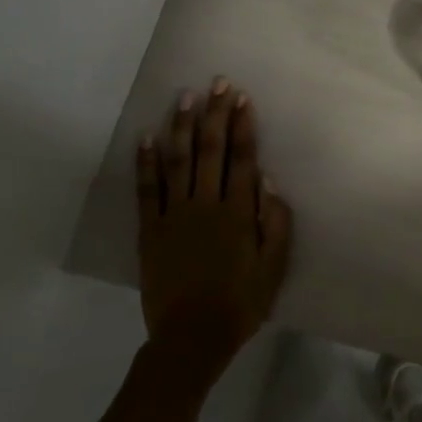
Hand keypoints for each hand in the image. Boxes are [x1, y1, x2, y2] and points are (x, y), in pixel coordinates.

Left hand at [136, 79, 293, 380]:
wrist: (191, 338)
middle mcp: (206, 205)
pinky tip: (146, 136)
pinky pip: (147, 189)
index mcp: (238, 213)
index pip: (242, 159)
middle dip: (214, 114)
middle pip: (210, 151)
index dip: (242, 126)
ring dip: (181, 126)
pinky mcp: (150, 230)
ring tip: (184, 97)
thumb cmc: (240, 303)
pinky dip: (146, 162)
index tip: (241, 98)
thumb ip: (276, 223)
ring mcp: (174, 215)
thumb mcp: (275, 267)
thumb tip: (268, 182)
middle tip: (216, 83)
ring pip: (178, 161)